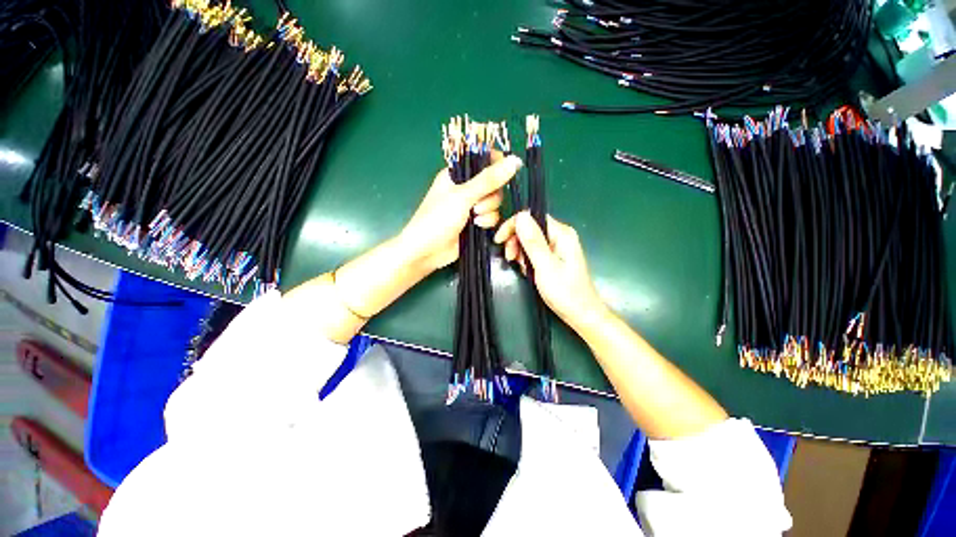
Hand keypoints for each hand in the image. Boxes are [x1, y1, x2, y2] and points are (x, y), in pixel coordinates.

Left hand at [399, 153, 521, 272]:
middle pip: (494, 184)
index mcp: (457, 174)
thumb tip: (515, 160)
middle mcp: (466, 188)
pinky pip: (492, 216)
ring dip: (488, 211)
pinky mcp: (476, 222)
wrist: (427, 251)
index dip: (497, 164)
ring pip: (495, 202)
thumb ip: (488, 180)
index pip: (483, 160)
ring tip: (474, 219)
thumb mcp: (462, 196)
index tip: (505, 173)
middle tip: (476, 206)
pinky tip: (477, 227)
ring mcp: (471, 206)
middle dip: (490, 196)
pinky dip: (488, 222)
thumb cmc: (437, 219)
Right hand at [494, 212, 606, 329]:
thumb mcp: (545, 266)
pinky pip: (534, 251)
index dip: (513, 225)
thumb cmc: (565, 292)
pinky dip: (526, 259)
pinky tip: (526, 270)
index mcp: (562, 233)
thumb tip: (521, 216)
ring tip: (519, 267)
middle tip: (510, 258)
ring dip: (520, 251)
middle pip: (530, 227)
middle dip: (516, 241)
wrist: (581, 315)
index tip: (499, 240)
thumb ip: (533, 241)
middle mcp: (560, 236)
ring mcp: (558, 247)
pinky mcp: (554, 257)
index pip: (532, 216)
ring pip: (530, 240)